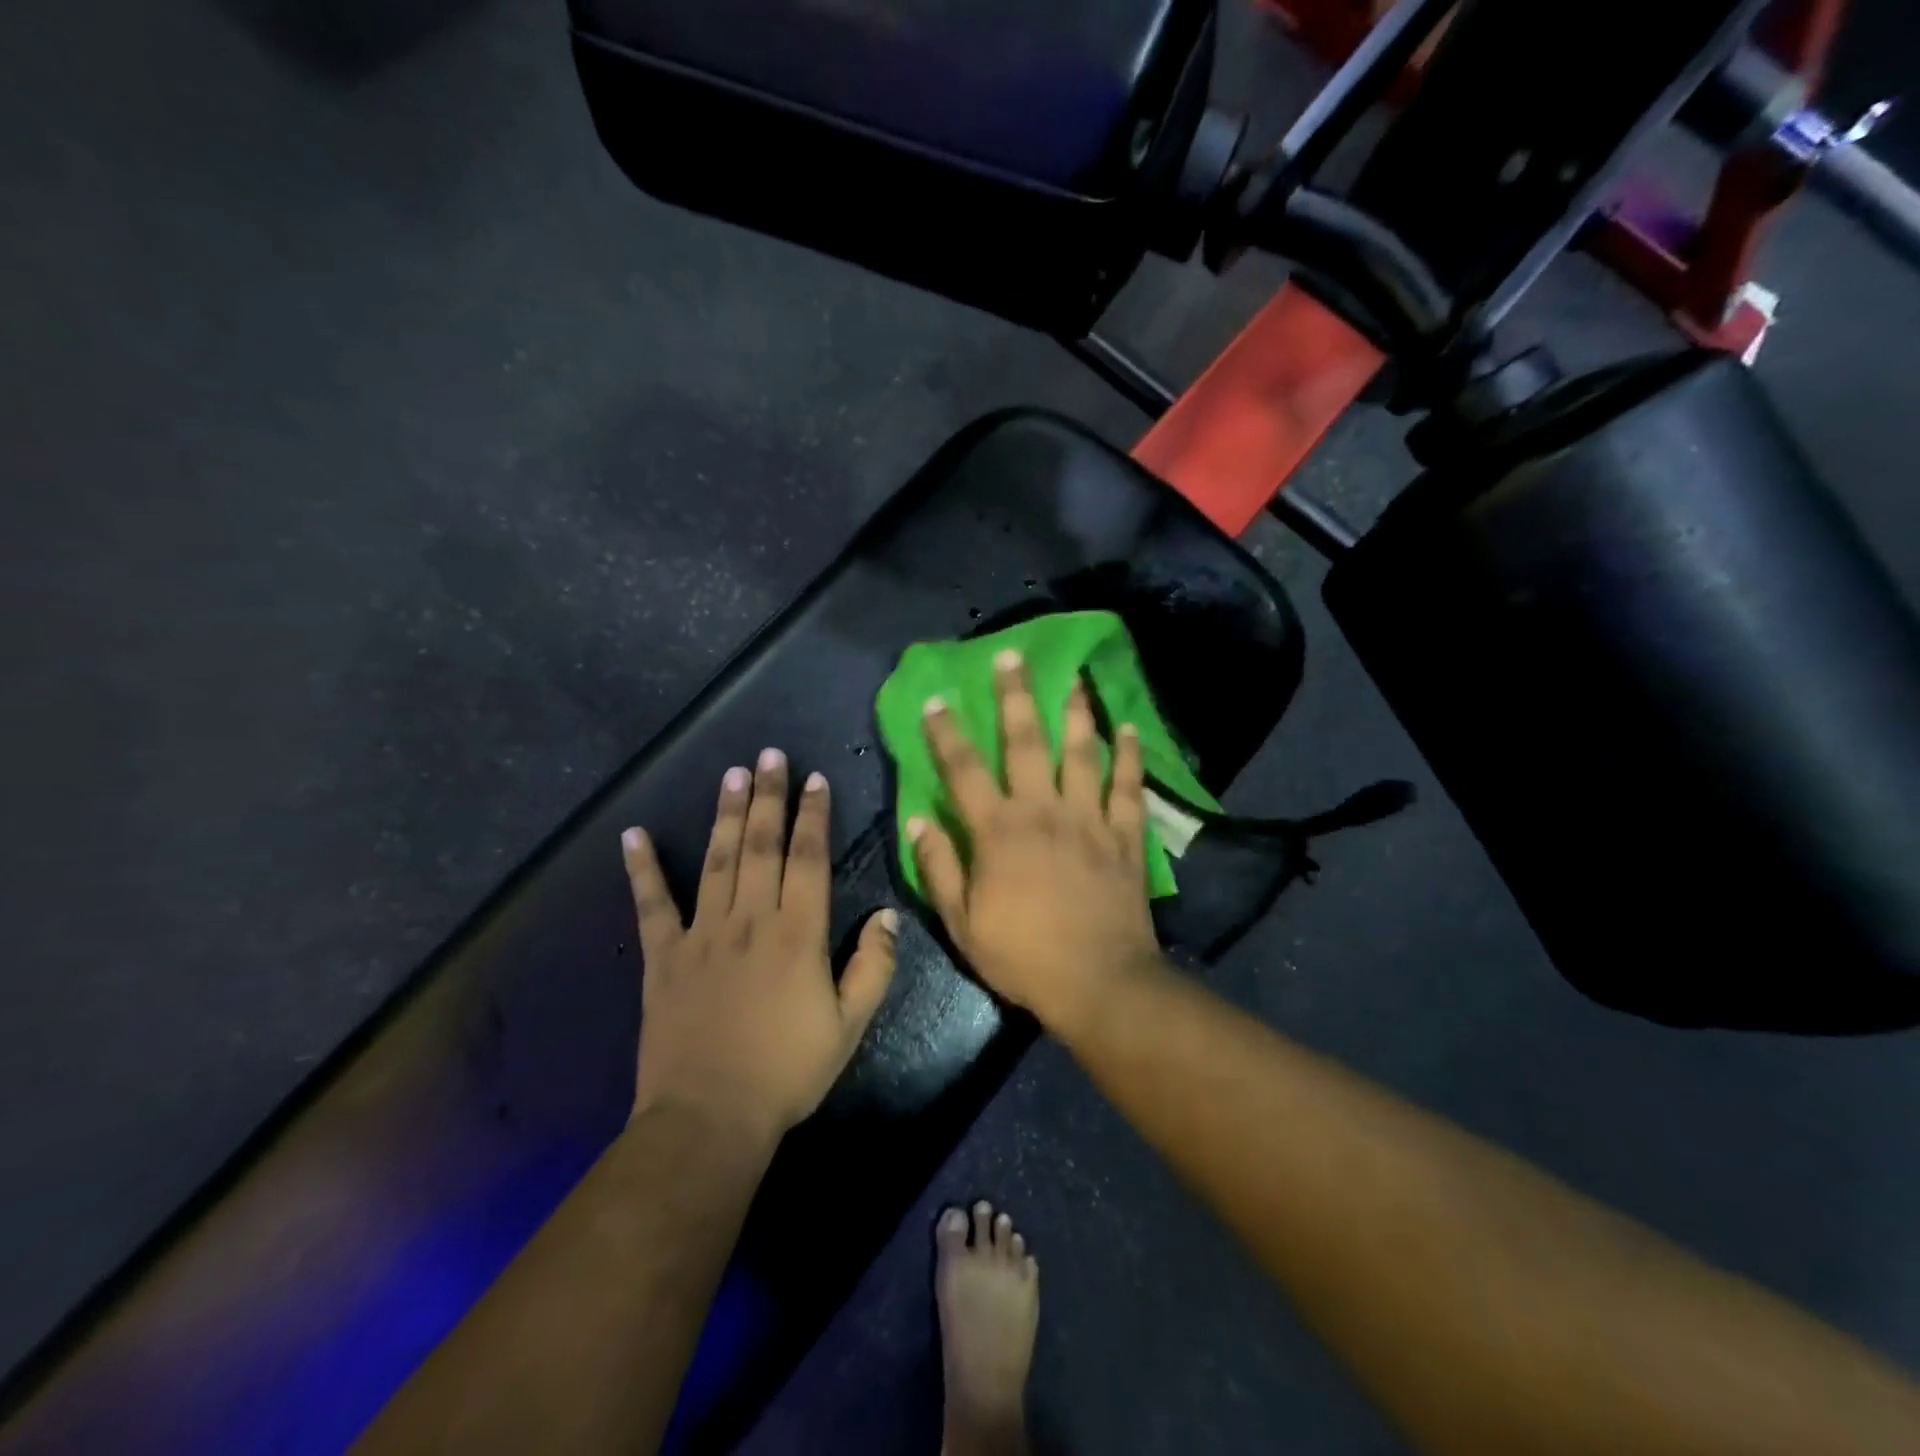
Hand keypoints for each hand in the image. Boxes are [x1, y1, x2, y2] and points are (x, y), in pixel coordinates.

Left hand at [622, 749, 897, 1146]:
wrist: (710, 1118)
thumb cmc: (787, 1072)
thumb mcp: (849, 1026)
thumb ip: (873, 966)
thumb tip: (887, 915)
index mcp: (797, 934)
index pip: (808, 858)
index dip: (813, 815)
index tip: (814, 780)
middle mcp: (750, 919)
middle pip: (760, 845)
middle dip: (767, 796)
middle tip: (768, 755)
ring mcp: (702, 934)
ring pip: (715, 861)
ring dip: (724, 814)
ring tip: (731, 774)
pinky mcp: (663, 956)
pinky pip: (651, 905)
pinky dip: (641, 869)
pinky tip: (633, 835)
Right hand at [908, 650, 1163, 1036]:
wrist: (1099, 983)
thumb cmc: (1023, 956)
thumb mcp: (962, 923)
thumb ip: (939, 868)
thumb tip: (917, 821)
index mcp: (998, 831)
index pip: (964, 771)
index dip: (947, 733)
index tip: (937, 699)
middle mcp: (1043, 811)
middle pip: (1026, 742)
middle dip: (1016, 697)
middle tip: (1012, 657)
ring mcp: (1089, 819)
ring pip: (1082, 753)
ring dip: (1077, 712)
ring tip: (1076, 677)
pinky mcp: (1124, 836)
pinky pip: (1129, 787)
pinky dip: (1129, 757)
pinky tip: (1128, 728)